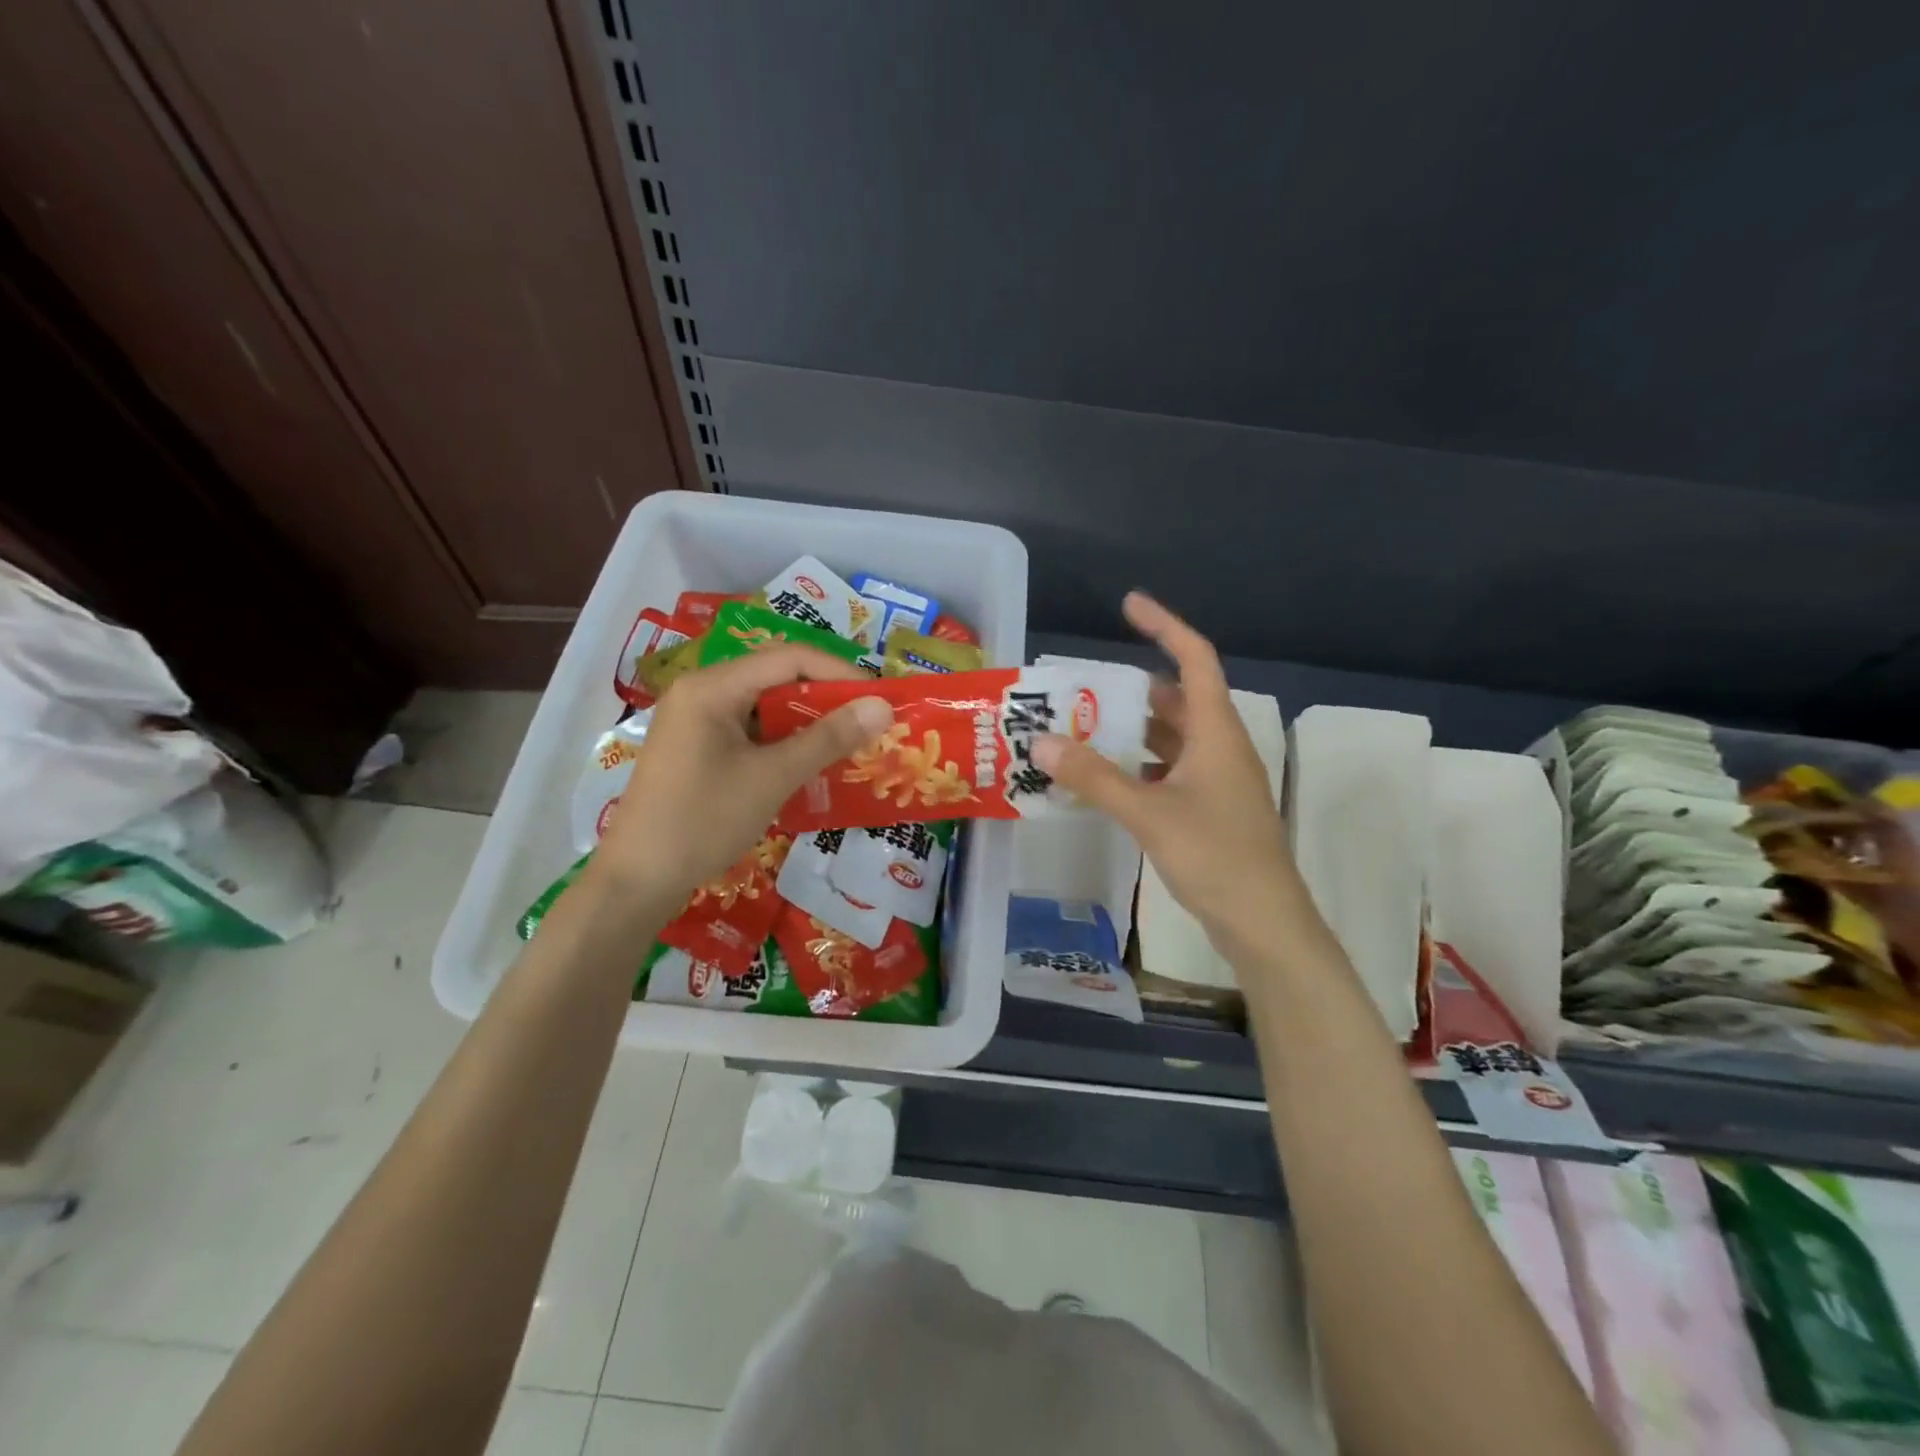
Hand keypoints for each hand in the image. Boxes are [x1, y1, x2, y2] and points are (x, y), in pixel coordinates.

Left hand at [591, 645, 893, 908]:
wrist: (637, 882)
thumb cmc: (703, 822)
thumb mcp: (772, 778)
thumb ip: (828, 738)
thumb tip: (882, 706)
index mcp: (712, 687)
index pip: (789, 658)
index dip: (839, 672)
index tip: (879, 698)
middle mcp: (701, 692)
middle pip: (776, 677)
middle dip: (825, 697)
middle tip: (868, 722)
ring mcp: (696, 721)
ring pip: (764, 706)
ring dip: (806, 721)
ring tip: (847, 742)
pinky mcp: (697, 748)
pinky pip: (750, 731)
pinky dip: (783, 741)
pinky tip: (809, 763)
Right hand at [1031, 593, 1301, 960]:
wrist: (1264, 922)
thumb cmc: (1215, 856)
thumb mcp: (1148, 813)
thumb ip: (1095, 778)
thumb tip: (1043, 741)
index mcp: (1216, 732)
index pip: (1194, 658)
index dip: (1164, 625)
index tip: (1128, 604)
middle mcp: (1220, 746)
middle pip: (1178, 699)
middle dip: (1133, 689)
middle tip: (1083, 688)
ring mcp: (1218, 780)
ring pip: (1173, 738)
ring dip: (1133, 730)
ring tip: (1084, 729)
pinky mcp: (1211, 808)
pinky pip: (1170, 770)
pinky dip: (1139, 765)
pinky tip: (1106, 780)